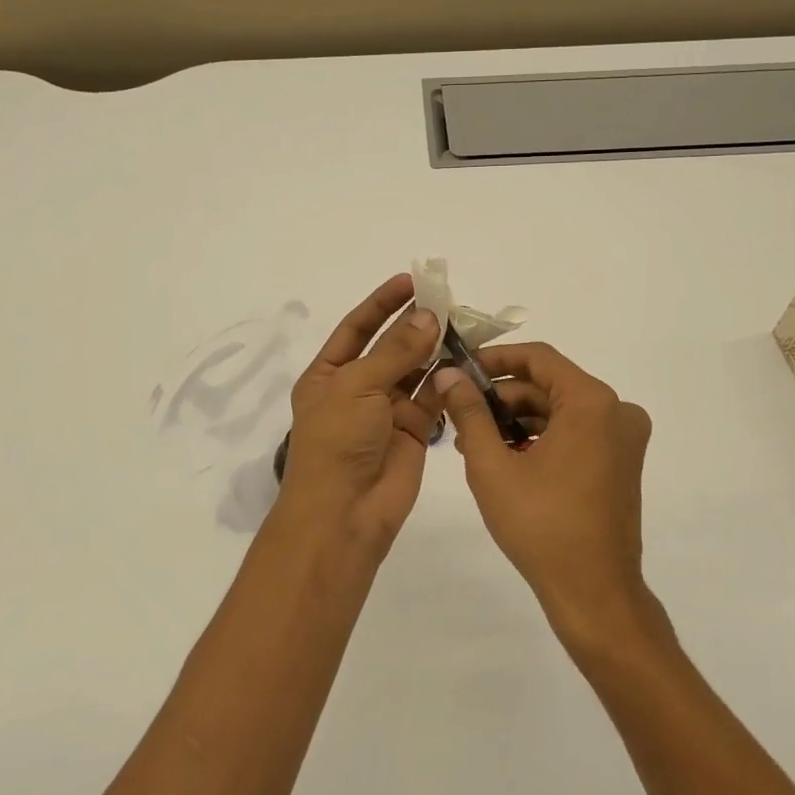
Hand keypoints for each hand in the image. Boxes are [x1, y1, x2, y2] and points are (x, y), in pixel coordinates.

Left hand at [277, 273, 441, 557]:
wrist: (344, 513)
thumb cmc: (338, 440)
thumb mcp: (359, 386)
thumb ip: (396, 350)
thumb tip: (428, 315)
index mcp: (328, 374)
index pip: (356, 328)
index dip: (381, 303)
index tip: (410, 281)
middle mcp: (357, 388)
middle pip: (389, 346)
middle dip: (414, 323)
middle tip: (446, 299)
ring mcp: (386, 410)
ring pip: (415, 369)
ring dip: (434, 348)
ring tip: (462, 323)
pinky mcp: (414, 430)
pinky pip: (433, 397)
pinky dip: (448, 379)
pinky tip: (466, 359)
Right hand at [433, 343, 662, 646]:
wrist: (594, 594)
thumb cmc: (542, 526)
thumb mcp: (493, 465)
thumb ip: (470, 412)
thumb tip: (449, 374)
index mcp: (592, 402)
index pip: (538, 358)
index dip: (495, 358)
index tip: (460, 370)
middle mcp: (616, 411)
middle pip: (548, 385)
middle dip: (501, 396)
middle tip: (460, 412)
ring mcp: (623, 438)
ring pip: (559, 410)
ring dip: (517, 419)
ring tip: (473, 441)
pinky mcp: (621, 461)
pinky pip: (575, 432)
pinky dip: (540, 437)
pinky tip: (504, 457)